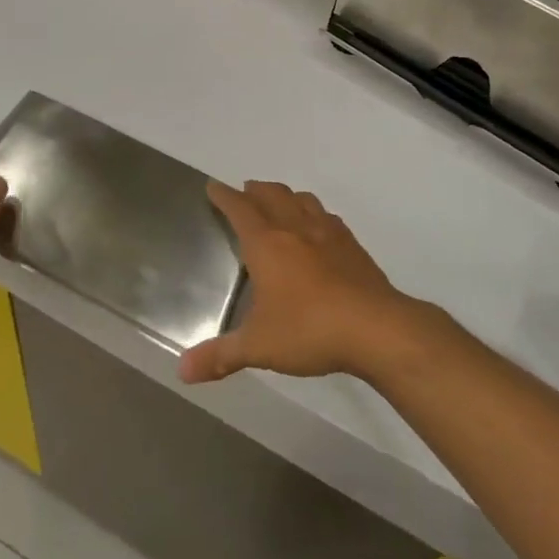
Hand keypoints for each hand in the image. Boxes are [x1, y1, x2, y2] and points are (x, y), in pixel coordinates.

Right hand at [180, 180, 417, 384]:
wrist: (376, 328)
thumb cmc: (309, 330)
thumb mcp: (259, 346)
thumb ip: (221, 356)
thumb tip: (183, 371)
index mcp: (266, 243)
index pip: (239, 208)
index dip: (223, 196)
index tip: (213, 187)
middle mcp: (294, 228)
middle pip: (271, 194)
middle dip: (254, 190)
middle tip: (244, 192)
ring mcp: (327, 233)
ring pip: (301, 200)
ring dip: (285, 196)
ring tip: (278, 203)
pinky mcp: (352, 246)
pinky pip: (327, 217)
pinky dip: (314, 214)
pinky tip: (318, 229)